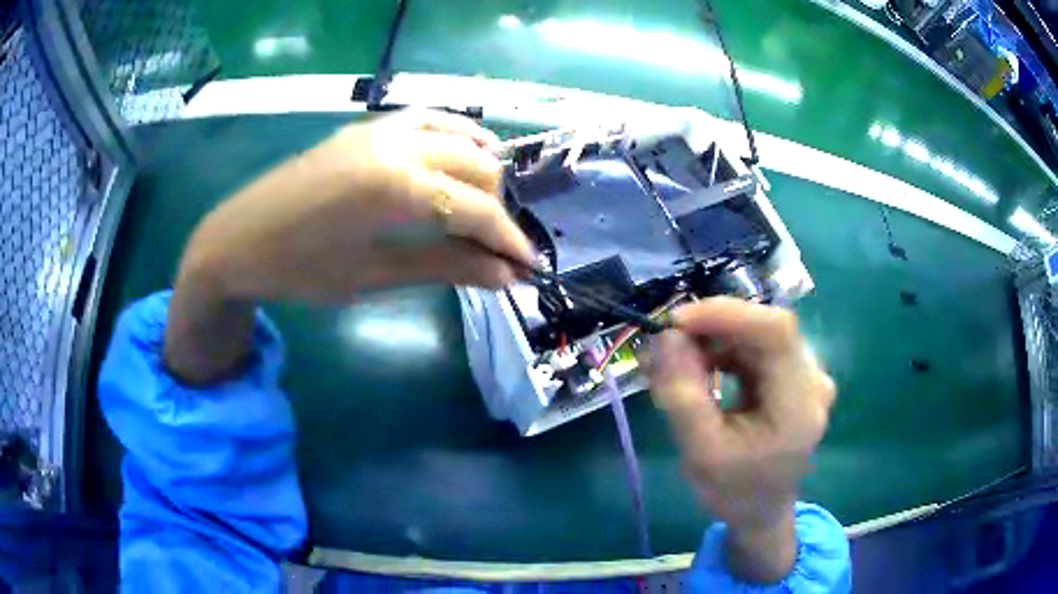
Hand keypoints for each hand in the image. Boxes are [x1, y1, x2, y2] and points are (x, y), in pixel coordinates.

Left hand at [165, 110, 534, 382]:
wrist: (235, 242)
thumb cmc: (297, 271)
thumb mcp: (371, 278)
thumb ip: (443, 269)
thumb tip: (503, 276)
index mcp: (395, 188)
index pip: (476, 212)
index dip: (509, 241)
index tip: (528, 267)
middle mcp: (397, 145)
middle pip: (477, 170)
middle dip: (497, 212)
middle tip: (495, 251)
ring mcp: (380, 129)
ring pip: (459, 138)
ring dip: (480, 173)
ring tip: (481, 210)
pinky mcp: (366, 127)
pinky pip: (427, 120)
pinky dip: (455, 136)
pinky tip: (463, 154)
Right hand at [647, 297, 835, 582]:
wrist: (761, 512)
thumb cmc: (733, 491)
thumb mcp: (700, 453)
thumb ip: (683, 396)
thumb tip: (665, 337)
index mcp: (800, 404)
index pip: (775, 332)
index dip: (727, 314)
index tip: (676, 322)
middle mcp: (813, 379)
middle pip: (764, 330)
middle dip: (712, 329)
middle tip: (665, 346)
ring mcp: (806, 375)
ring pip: (757, 335)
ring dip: (713, 340)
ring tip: (675, 363)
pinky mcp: (792, 376)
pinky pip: (756, 348)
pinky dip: (723, 351)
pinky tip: (699, 369)